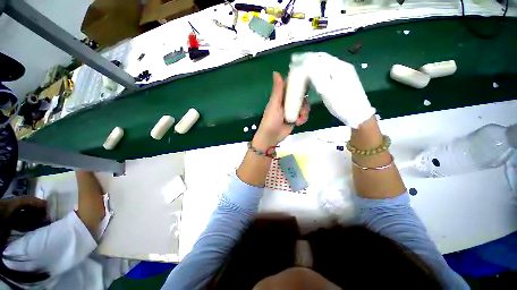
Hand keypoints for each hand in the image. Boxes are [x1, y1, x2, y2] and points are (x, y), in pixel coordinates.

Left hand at [253, 72, 309, 150]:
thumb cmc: (271, 120)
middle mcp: (287, 102)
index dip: (298, 83)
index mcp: (281, 96)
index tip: (307, 82)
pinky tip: (298, 122)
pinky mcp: (295, 118)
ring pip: (304, 105)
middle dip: (304, 101)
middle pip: (300, 96)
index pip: (291, 86)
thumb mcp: (274, 104)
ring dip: (304, 111)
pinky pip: (303, 115)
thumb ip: (277, 90)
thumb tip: (276, 72)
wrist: (271, 137)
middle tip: (302, 107)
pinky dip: (303, 118)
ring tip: (299, 118)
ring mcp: (291, 111)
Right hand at [293, 52, 374, 128]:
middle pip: (323, 60)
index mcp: (340, 68)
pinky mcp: (341, 81)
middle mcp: (342, 67)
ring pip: (325, 66)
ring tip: (301, 67)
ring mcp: (343, 74)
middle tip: (296, 62)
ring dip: (313, 65)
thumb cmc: (343, 104)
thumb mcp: (329, 91)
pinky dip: (317, 72)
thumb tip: (307, 64)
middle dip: (309, 60)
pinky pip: (327, 73)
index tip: (295, 59)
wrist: (358, 114)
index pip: (321, 58)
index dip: (307, 57)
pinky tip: (313, 75)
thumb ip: (319, 77)